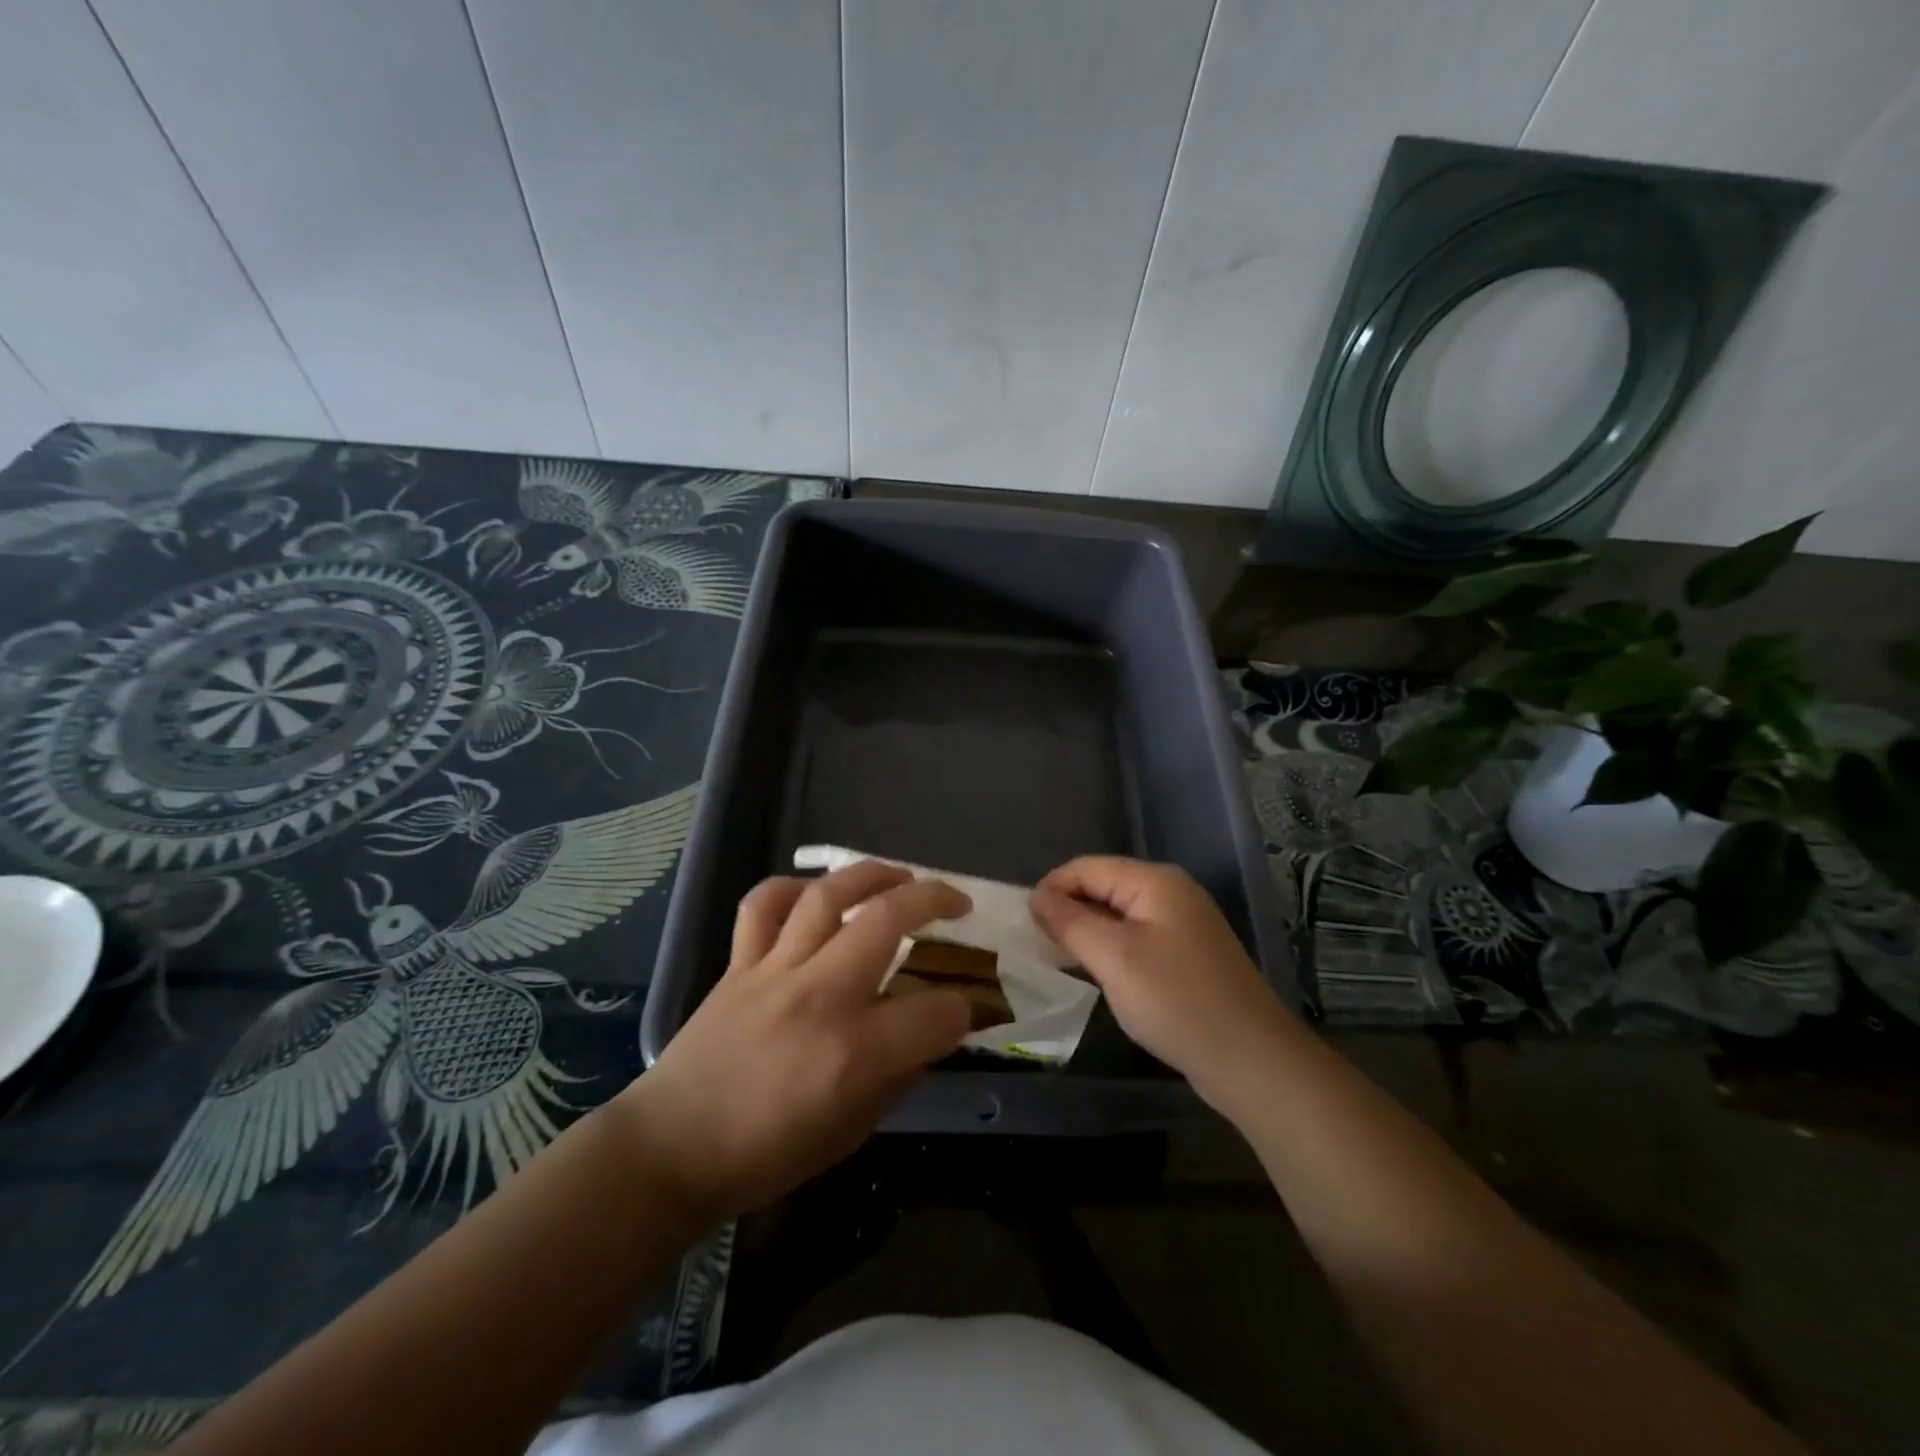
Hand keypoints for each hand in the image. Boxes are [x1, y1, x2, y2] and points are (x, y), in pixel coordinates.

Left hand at [619, 861, 970, 1221]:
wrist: (672, 1150)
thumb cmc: (767, 1155)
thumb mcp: (852, 1132)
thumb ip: (899, 1075)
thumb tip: (931, 1034)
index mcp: (855, 1052)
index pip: (936, 1012)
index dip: (962, 1009)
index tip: (964, 1008)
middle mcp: (820, 995)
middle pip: (888, 919)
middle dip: (935, 900)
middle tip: (956, 903)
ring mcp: (775, 971)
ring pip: (828, 896)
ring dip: (872, 874)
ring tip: (900, 876)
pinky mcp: (739, 963)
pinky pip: (763, 906)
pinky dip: (791, 888)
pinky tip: (814, 894)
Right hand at [1030, 856, 1295, 1108]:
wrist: (1251, 1059)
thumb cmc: (1175, 1001)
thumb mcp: (1112, 958)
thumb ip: (1070, 921)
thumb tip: (1038, 896)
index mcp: (1155, 881)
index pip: (1087, 867)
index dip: (1051, 888)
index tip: (1023, 923)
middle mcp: (1172, 892)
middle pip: (1104, 885)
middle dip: (1068, 908)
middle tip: (1037, 944)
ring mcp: (1185, 923)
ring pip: (1120, 913)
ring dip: (1088, 930)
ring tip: (1060, 958)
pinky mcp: (1190, 953)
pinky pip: (1138, 936)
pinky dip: (1112, 948)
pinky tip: (1100, 973)